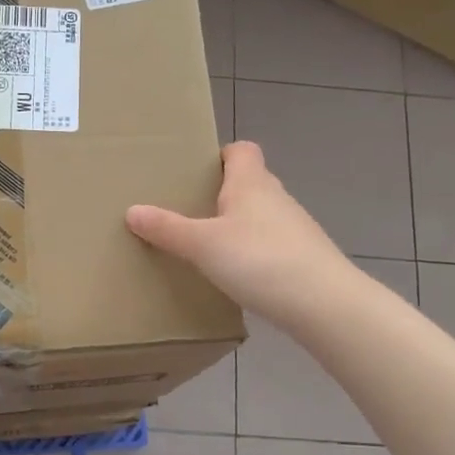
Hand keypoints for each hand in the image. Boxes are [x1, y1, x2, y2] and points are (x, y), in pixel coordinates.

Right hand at [126, 141, 349, 331]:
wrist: (322, 303)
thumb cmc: (259, 260)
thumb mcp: (202, 245)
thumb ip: (167, 229)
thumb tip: (132, 210)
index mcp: (251, 183)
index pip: (242, 150)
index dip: (221, 155)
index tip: (197, 172)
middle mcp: (276, 198)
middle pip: (249, 183)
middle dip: (222, 193)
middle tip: (189, 211)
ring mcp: (294, 228)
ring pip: (260, 216)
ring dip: (238, 225)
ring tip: (207, 246)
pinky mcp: (302, 258)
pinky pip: (270, 245)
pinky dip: (252, 253)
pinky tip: (236, 275)